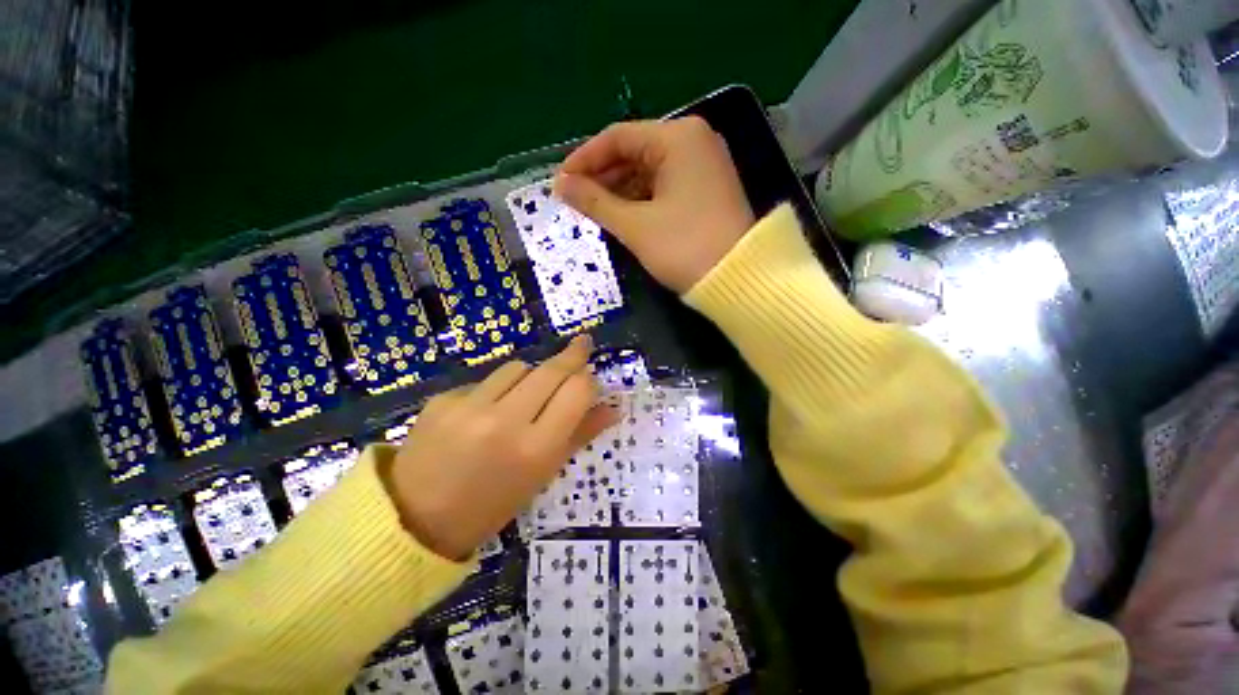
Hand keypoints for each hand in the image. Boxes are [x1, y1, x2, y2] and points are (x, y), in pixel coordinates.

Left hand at [386, 335, 617, 560]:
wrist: (416, 520)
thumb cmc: (492, 504)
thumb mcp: (542, 474)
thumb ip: (580, 434)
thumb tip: (613, 408)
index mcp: (536, 449)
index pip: (577, 391)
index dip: (589, 379)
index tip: (590, 377)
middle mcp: (505, 421)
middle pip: (551, 370)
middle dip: (572, 356)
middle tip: (582, 345)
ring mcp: (469, 407)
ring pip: (519, 367)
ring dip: (532, 375)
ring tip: (525, 396)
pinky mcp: (443, 399)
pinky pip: (486, 380)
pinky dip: (497, 389)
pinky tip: (486, 411)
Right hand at [554, 117, 754, 293]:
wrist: (738, 281)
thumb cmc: (684, 248)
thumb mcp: (635, 225)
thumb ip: (595, 202)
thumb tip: (560, 186)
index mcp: (678, 138)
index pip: (617, 137)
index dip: (584, 160)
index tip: (560, 183)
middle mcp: (694, 142)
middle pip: (634, 152)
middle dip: (602, 177)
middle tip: (575, 201)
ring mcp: (704, 166)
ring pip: (649, 171)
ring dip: (619, 190)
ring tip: (593, 211)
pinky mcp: (707, 190)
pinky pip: (664, 187)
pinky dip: (640, 200)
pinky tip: (622, 215)